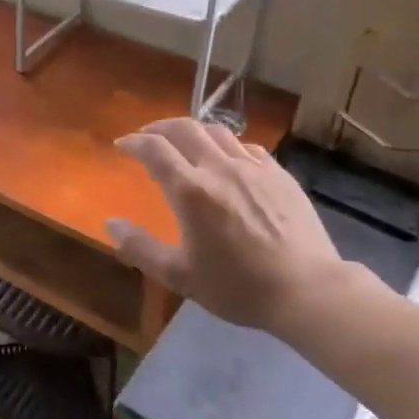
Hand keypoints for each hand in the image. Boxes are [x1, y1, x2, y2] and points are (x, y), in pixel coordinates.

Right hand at [106, 118, 346, 333]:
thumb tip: (111, 223)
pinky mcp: (279, 175)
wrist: (308, 290)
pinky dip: (226, 145)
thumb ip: (140, 247)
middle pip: (184, 128)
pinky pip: (246, 147)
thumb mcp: (179, 276)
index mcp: (190, 191)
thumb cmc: (238, 286)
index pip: (154, 149)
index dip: (134, 142)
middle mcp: (219, 168)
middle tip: (147, 137)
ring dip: (192, 130)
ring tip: (183, 142)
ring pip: (216, 131)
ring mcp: (253, 168)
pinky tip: (226, 159)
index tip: (122, 146)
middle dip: (159, 128)